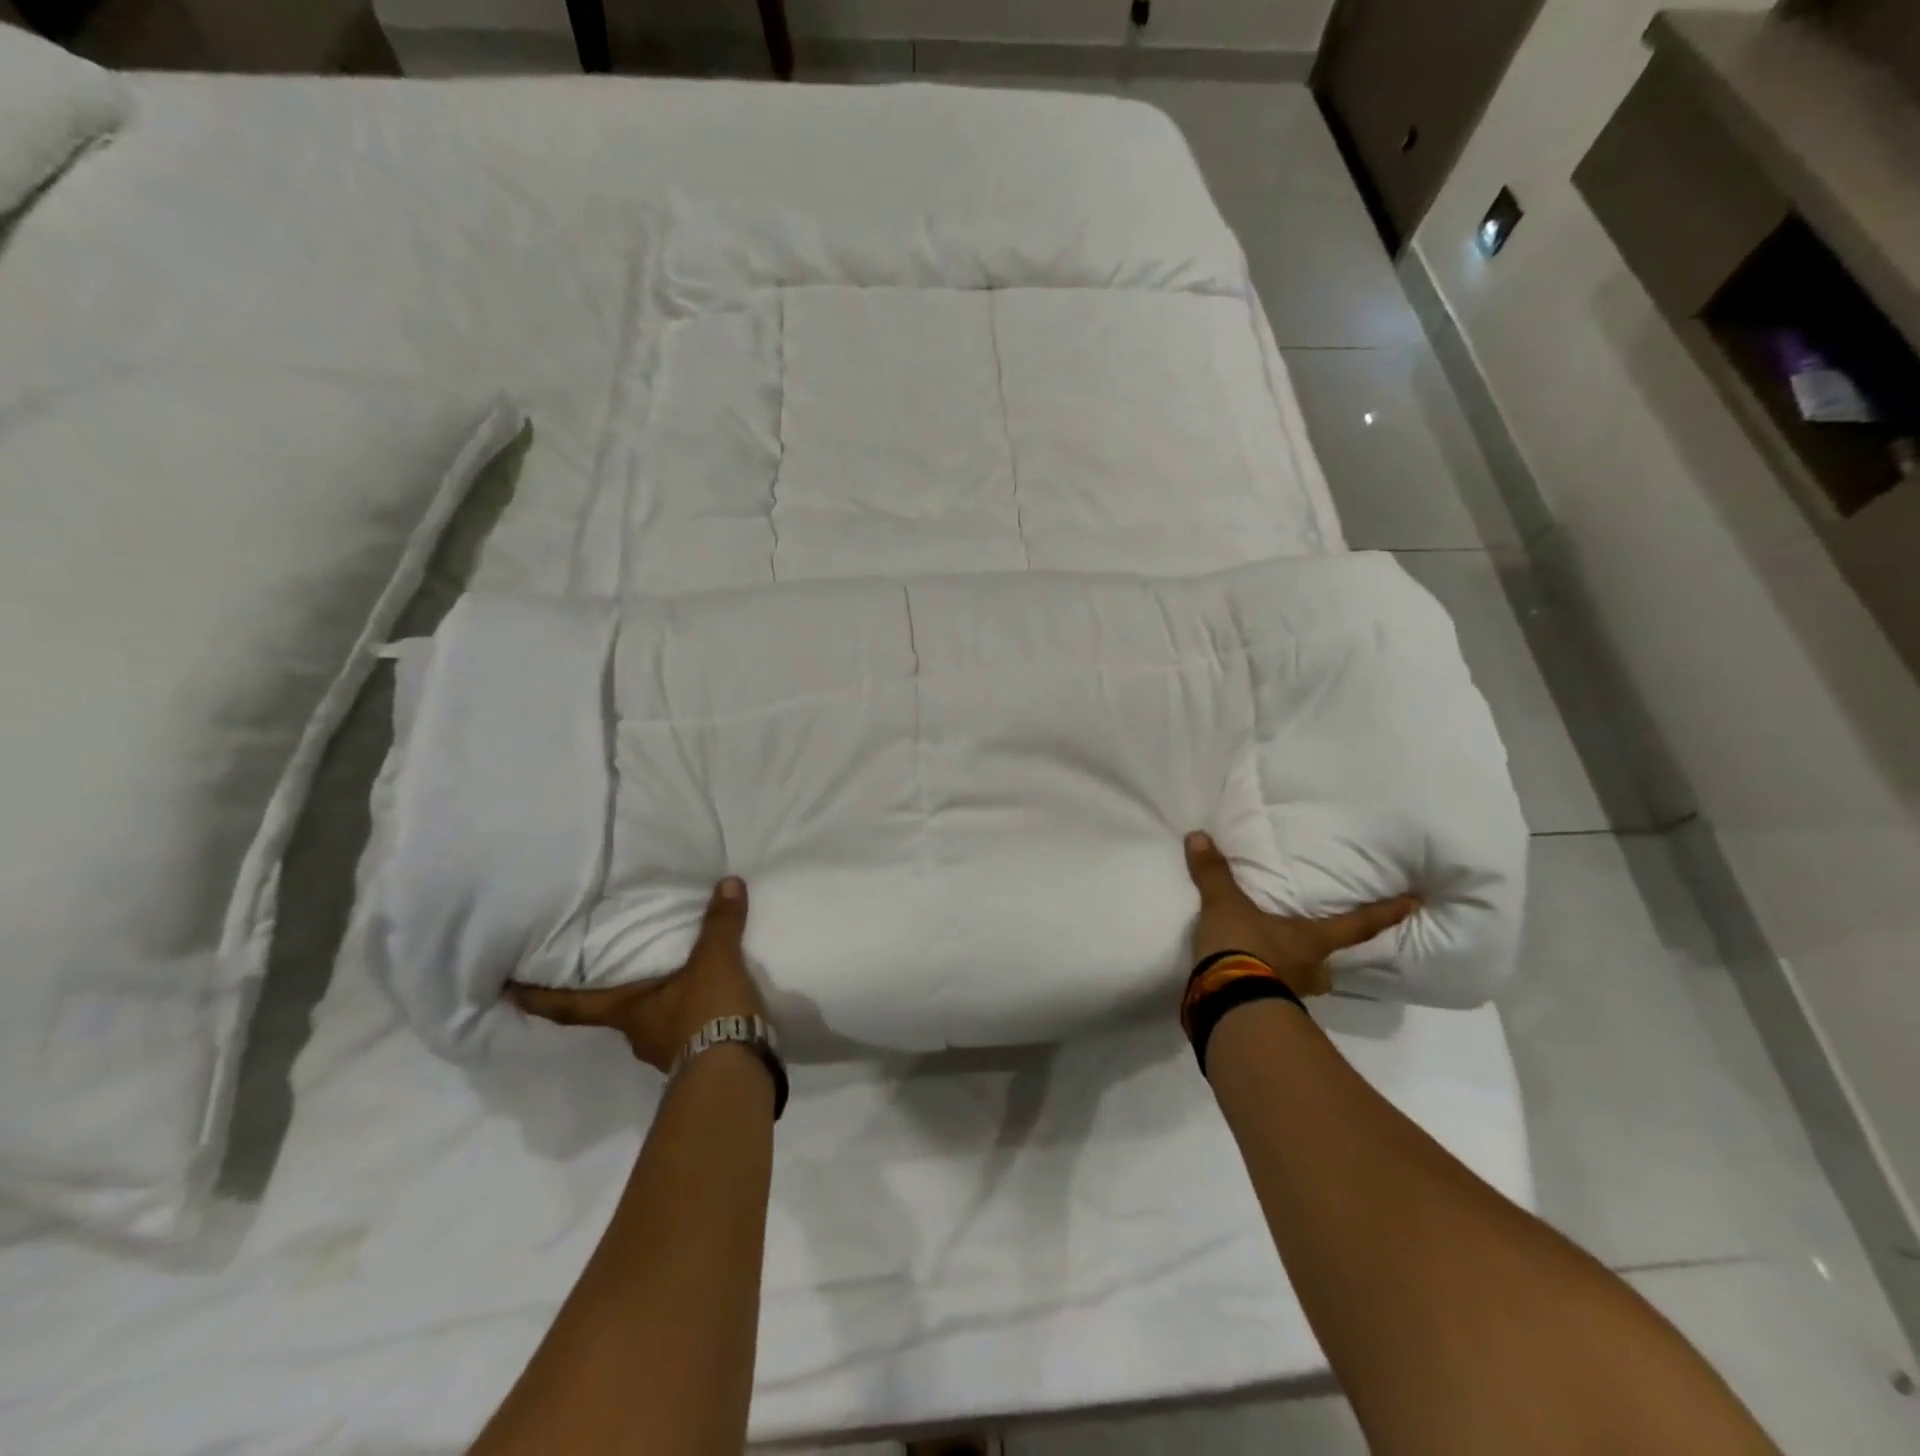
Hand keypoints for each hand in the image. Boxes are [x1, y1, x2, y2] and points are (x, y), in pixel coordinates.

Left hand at [508, 877, 766, 1070]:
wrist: (736, 1074)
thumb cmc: (707, 1014)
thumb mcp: (715, 962)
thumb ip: (720, 924)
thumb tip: (728, 882)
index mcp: (627, 1012)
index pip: (571, 1006)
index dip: (538, 998)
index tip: (507, 992)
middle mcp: (637, 1034)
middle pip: (613, 1012)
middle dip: (611, 993)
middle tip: (610, 967)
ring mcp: (665, 1051)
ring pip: (652, 1021)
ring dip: (657, 1002)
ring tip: (673, 977)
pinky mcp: (696, 1060)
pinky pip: (684, 1031)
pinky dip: (689, 1015)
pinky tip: (706, 1001)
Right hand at [1184, 831, 1418, 998]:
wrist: (1226, 1002)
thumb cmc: (1243, 947)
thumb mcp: (1224, 905)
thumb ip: (1213, 873)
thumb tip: (1198, 835)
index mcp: (1310, 940)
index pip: (1356, 925)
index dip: (1386, 913)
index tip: (1414, 904)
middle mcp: (1310, 970)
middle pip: (1328, 964)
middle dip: (1321, 958)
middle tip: (1309, 948)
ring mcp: (1291, 996)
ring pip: (1302, 984)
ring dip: (1291, 975)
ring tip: (1271, 964)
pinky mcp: (1266, 1014)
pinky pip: (1271, 996)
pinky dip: (1261, 988)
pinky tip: (1244, 981)